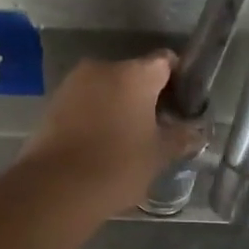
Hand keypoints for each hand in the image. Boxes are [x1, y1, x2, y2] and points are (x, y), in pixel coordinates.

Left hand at [20, 52, 195, 215]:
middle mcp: (103, 68)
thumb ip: (180, 137)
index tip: (183, 105)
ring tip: (129, 139)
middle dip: (147, 96)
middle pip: (134, 74)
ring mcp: (74, 84)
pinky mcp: (53, 103)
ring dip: (120, 106)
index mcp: (135, 74)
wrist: (56, 187)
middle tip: (158, 127)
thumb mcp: (159, 155)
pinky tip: (102, 143)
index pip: (165, 61)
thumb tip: (196, 132)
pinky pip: (86, 102)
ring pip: (107, 88)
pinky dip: (97, 115)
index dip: (178, 80)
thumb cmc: (118, 165)